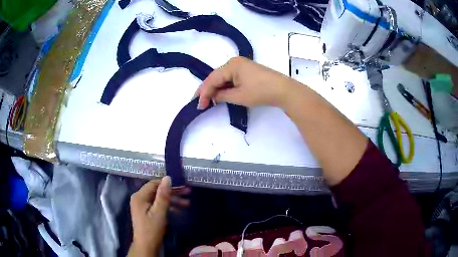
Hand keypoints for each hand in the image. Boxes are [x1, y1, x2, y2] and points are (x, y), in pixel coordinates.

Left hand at [128, 176, 189, 256]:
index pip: (154, 184)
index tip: (181, 184)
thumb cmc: (152, 229)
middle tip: (188, 192)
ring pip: (159, 199)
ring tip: (187, 203)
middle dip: (173, 192)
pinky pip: (158, 206)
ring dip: (172, 201)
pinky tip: (179, 210)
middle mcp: (140, 198)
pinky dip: (168, 207)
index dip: (167, 183)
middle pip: (157, 191)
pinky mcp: (146, 212)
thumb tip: (167, 178)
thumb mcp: (159, 212)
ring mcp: (143, 206)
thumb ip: (163, 195)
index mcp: (139, 196)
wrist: (146, 246)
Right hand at [197, 57, 293, 108]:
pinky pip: (231, 77)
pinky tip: (221, 94)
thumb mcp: (239, 96)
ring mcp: (241, 65)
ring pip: (223, 77)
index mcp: (231, 65)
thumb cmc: (260, 92)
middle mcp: (234, 62)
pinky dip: (225, 86)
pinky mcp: (247, 70)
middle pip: (216, 76)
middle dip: (208, 90)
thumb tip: (213, 97)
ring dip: (216, 89)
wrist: (283, 90)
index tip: (198, 105)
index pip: (212, 79)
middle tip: (200, 102)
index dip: (204, 93)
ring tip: (208, 100)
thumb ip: (222, 96)